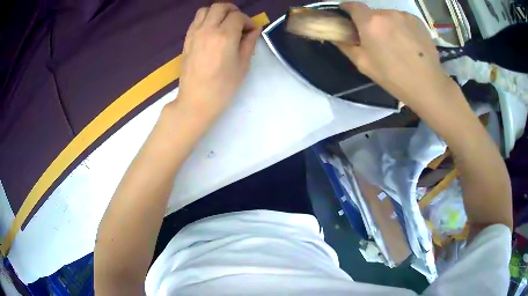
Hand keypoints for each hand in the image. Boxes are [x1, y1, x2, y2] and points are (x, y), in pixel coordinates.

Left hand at [174, 3, 259, 120]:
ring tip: (224, 23)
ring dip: (217, 12)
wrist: (196, 100)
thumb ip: (249, 42)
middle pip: (220, 7)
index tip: (251, 31)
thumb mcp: (243, 65)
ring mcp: (194, 34)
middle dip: (233, 10)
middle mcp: (208, 30)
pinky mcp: (187, 39)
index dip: (247, 21)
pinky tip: (211, 30)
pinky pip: (196, 20)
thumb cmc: (223, 87)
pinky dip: (206, 19)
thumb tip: (255, 29)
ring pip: (205, 10)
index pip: (237, 16)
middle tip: (239, 22)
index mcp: (224, 36)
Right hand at [335, 2, 450, 108]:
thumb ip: (346, 46)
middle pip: (373, 13)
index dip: (348, 8)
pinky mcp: (418, 20)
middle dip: (371, 23)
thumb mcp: (363, 64)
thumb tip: (336, 36)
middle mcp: (386, 13)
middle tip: (377, 40)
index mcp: (370, 22)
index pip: (353, 6)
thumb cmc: (393, 76)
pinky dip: (402, 27)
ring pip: (389, 16)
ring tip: (396, 43)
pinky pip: (403, 19)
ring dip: (388, 25)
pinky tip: (408, 42)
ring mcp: (404, 15)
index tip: (347, 15)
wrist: (427, 84)